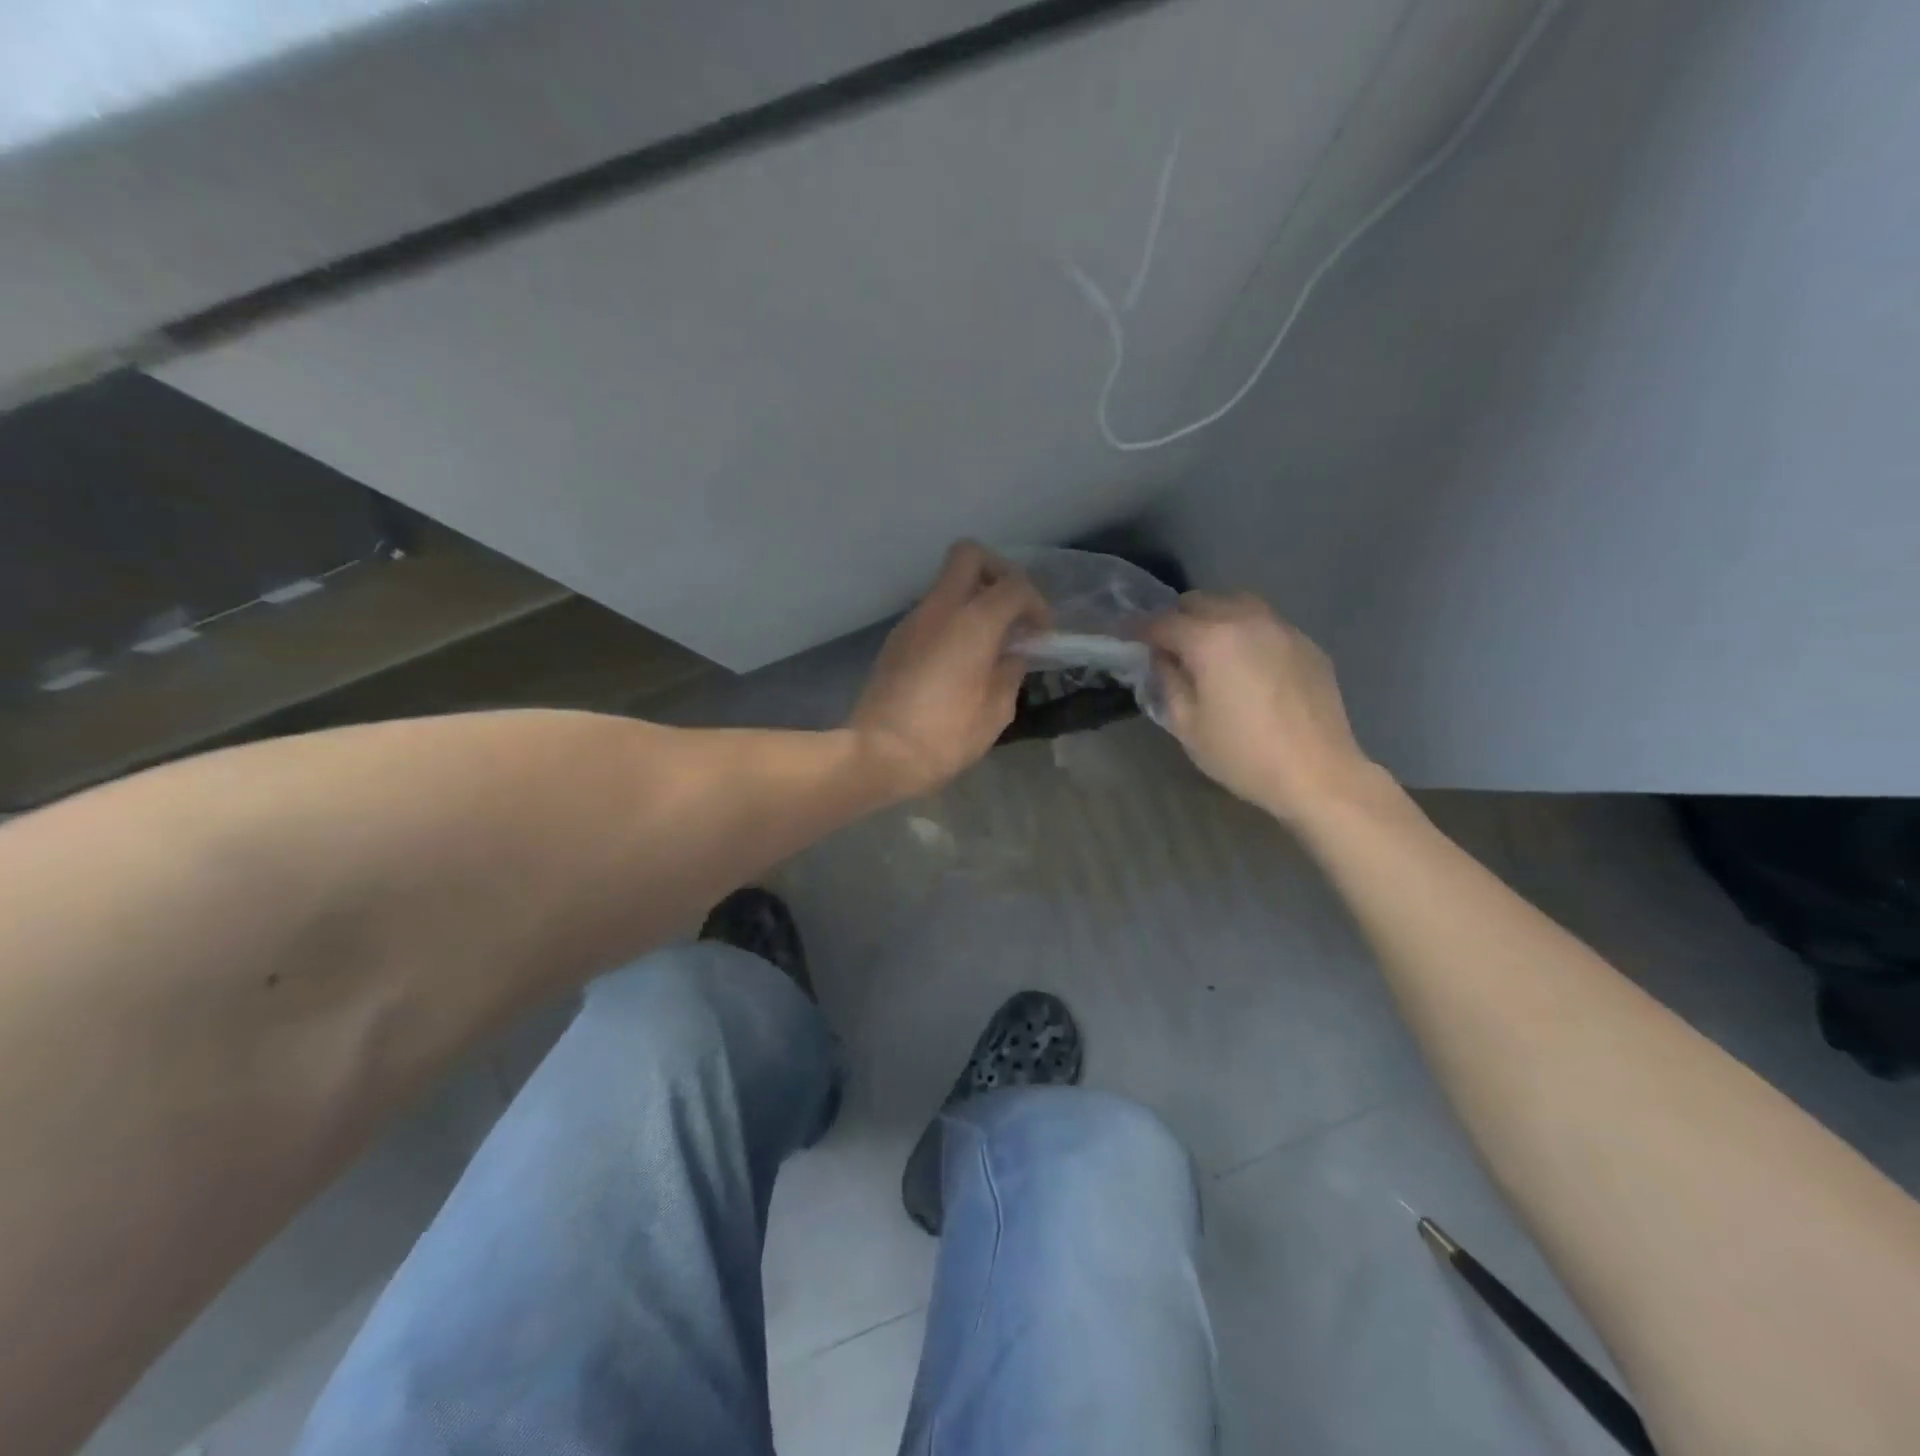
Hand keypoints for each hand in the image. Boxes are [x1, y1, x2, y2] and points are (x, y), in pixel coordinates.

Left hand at [848, 542, 1046, 799]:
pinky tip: (961, 660)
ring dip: (973, 600)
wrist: (877, 754)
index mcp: (972, 622)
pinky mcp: (895, 641)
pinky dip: (953, 621)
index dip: (1036, 604)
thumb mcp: (995, 712)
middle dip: (998, 573)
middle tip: (1012, 610)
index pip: (1014, 585)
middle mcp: (939, 609)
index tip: (1042, 634)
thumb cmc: (944, 737)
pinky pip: (931, 613)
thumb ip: (1009, 674)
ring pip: (946, 584)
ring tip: (989, 643)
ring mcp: (912, 621)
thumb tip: (1011, 656)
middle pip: (969, 556)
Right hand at [1146, 592, 1385, 823]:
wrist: (1318, 773)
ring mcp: (1282, 628)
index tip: (1123, 635)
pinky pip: (1266, 624)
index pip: (1163, 622)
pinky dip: (1246, 632)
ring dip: (1213, 618)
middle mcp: (1246, 621)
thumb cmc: (1243, 755)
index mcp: (1210, 640)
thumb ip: (1168, 682)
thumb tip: (1162, 659)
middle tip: (1167, 646)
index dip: (1138, 628)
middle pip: (1200, 601)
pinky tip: (1246, 663)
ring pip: (1237, 604)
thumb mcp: (1187, 726)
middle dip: (1177, 618)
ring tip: (1207, 648)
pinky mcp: (1306, 643)